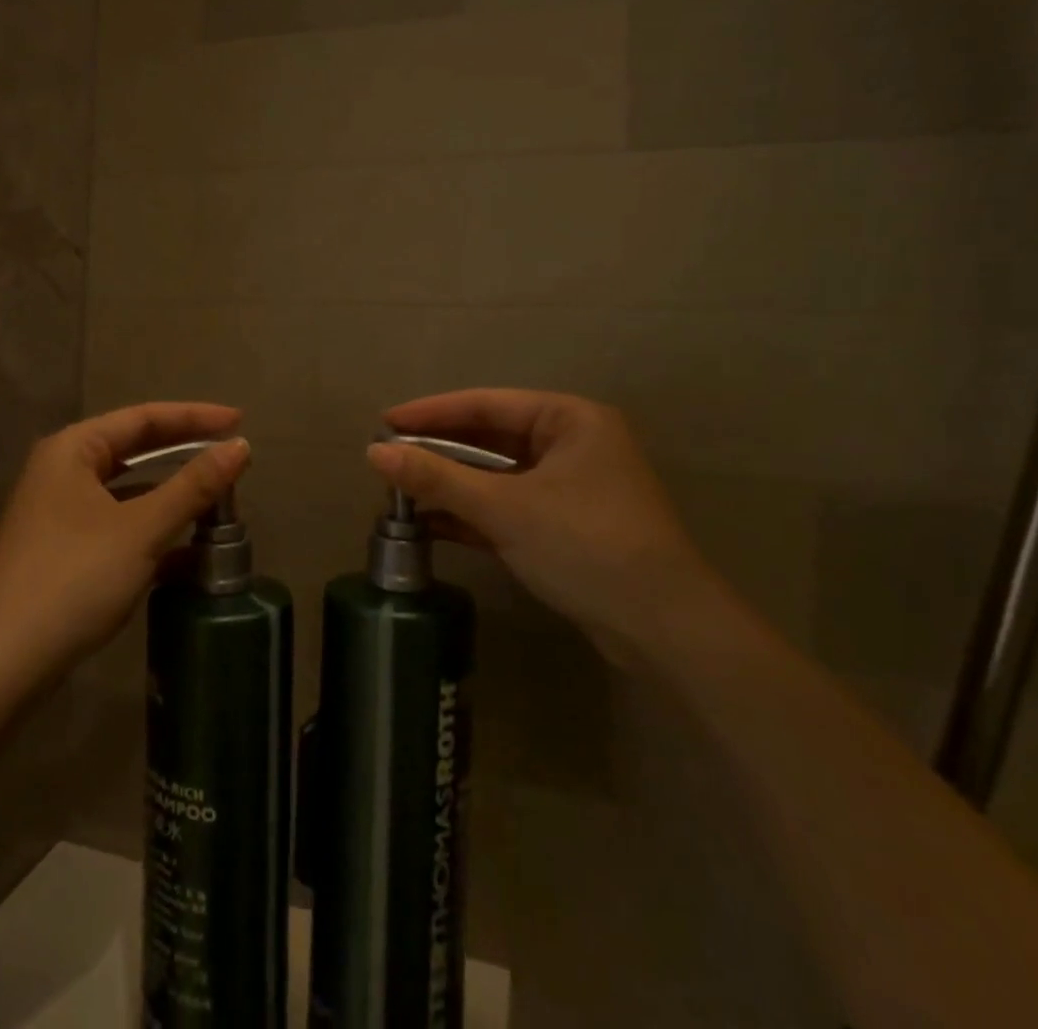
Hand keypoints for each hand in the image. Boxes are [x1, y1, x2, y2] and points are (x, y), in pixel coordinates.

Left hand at [0, 403, 249, 679]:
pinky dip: (153, 530)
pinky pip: (120, 525)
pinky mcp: (65, 552)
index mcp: (73, 450)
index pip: (144, 418)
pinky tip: (188, 551)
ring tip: (218, 499)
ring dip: (172, 494)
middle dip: (184, 452)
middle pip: (135, 449)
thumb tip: (241, 447)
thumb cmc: (73, 578)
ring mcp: (61, 514)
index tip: (240, 421)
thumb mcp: (141, 529)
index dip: (195, 417)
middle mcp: (63, 472)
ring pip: (129, 491)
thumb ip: (193, 486)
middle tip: (232, 454)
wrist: (1, 663)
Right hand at [368, 390, 716, 657]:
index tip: (384, 423)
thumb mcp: (505, 508)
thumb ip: (438, 478)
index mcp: (569, 420)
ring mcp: (569, 488)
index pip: (486, 405)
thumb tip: (373, 454)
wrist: (664, 630)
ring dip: (452, 485)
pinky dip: (472, 514)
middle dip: (439, 451)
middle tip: (386, 458)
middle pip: (490, 439)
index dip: (431, 413)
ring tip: (399, 490)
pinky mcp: (564, 526)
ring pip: (497, 476)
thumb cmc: (587, 546)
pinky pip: (508, 506)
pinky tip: (430, 523)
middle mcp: (571, 444)